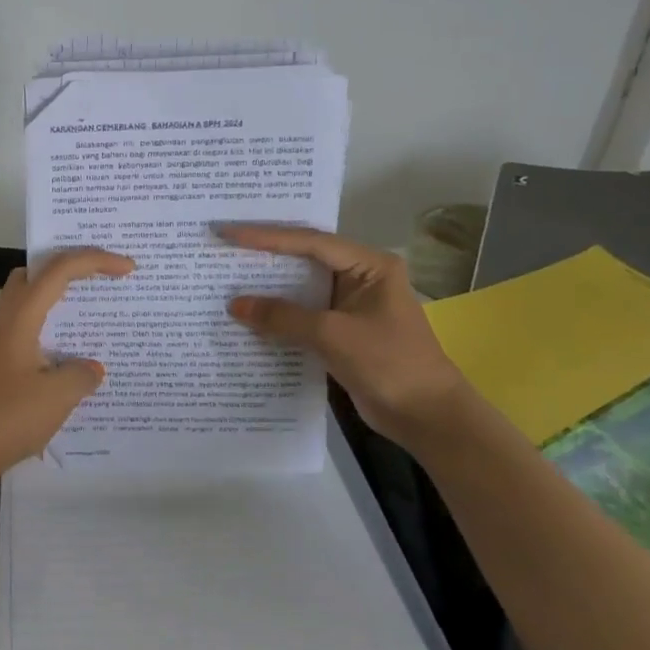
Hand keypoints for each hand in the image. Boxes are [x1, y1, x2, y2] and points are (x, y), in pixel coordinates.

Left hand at [0, 249, 134, 486]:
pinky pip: (31, 328)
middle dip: (70, 265)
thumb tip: (91, 367)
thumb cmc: (8, 418)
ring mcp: (1, 342)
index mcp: (21, 317)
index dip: (95, 260)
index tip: (128, 268)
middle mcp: (8, 320)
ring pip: (31, 300)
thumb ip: (82, 374)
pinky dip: (54, 327)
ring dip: (60, 297)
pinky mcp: (0, 364)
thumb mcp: (58, 396)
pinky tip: (73, 355)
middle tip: (102, 276)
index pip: (59, 269)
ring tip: (93, 310)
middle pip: (36, 273)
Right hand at [220, 225, 469, 448]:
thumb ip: (282, 317)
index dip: (267, 237)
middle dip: (264, 256)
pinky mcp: (340, 332)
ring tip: (226, 277)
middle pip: (304, 259)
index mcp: (369, 265)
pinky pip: (302, 315)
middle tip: (223, 247)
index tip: (229, 233)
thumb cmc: (388, 363)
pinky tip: (248, 316)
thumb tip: (235, 305)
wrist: (425, 415)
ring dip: (268, 288)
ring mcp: (349, 306)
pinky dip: (277, 316)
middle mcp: (359, 278)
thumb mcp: (332, 335)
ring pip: (300, 289)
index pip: (310, 243)